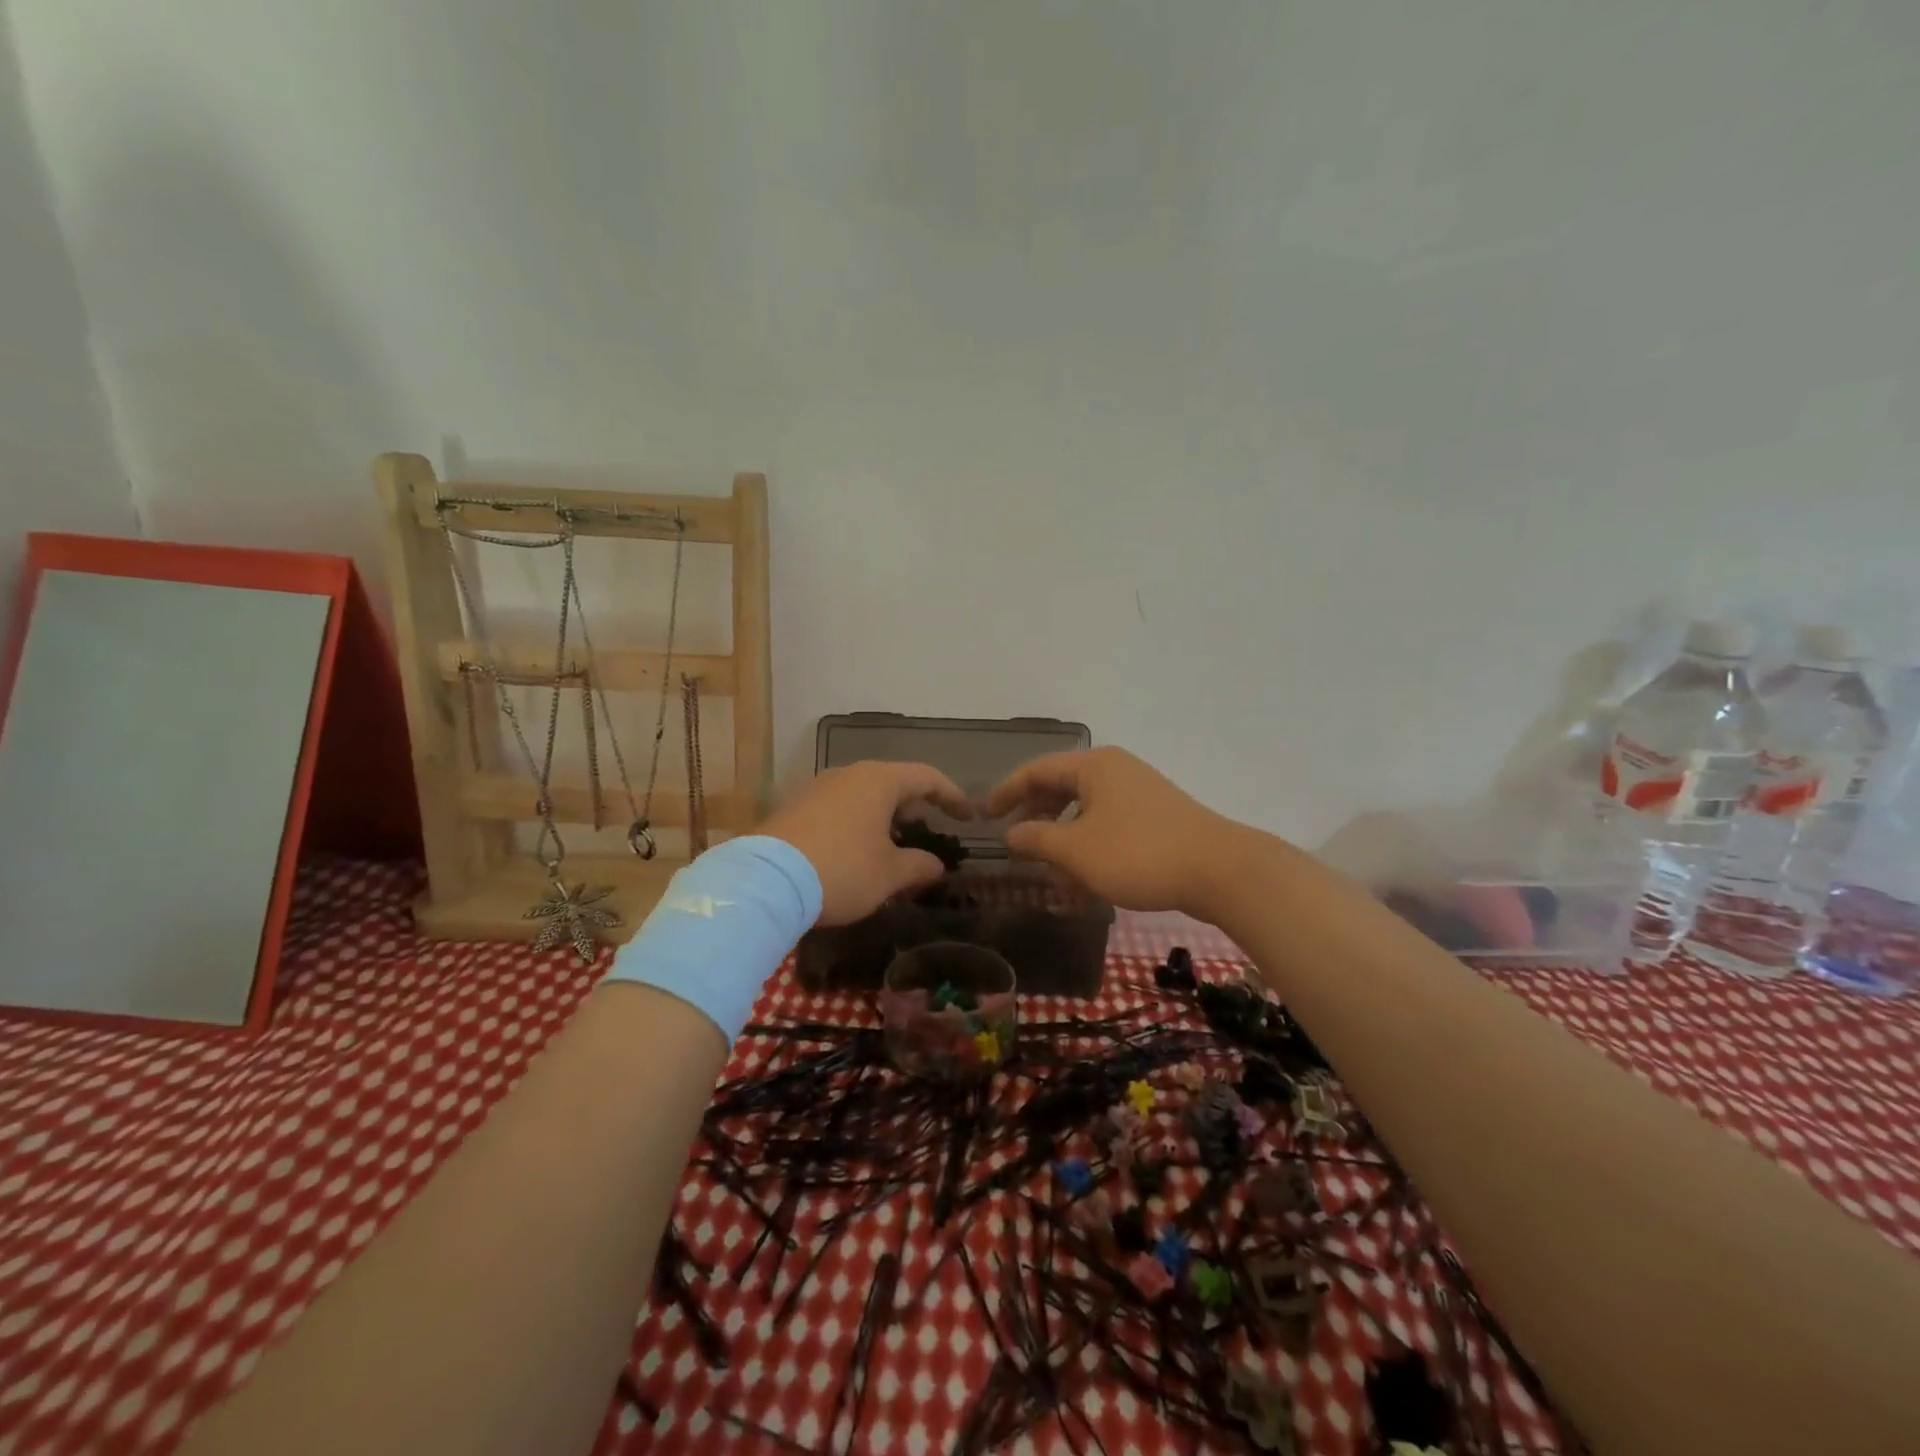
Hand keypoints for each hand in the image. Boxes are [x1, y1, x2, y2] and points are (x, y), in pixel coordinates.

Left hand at [759, 761, 972, 925]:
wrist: (765, 882)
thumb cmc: (842, 870)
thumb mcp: (889, 874)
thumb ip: (919, 866)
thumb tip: (936, 865)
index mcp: (878, 781)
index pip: (926, 777)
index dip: (952, 795)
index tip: (968, 817)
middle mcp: (848, 774)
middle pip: (893, 782)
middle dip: (914, 807)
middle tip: (928, 832)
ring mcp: (817, 788)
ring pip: (863, 795)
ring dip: (884, 818)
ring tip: (892, 847)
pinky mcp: (795, 808)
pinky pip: (839, 808)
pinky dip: (857, 824)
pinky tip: (856, 853)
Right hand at [983, 747, 1247, 916]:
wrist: (1219, 870)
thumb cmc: (1138, 854)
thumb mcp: (1076, 850)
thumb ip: (1036, 839)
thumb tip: (1011, 833)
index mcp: (1093, 766)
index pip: (1036, 771)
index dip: (1006, 792)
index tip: (984, 816)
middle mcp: (1115, 770)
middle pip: (1061, 787)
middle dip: (1035, 816)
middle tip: (1016, 843)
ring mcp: (1139, 792)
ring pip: (1086, 809)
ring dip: (1062, 837)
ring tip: (1050, 869)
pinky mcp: (1157, 816)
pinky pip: (1109, 823)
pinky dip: (1089, 844)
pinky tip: (1085, 877)